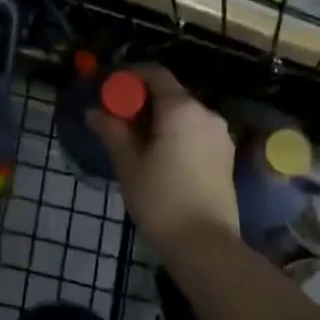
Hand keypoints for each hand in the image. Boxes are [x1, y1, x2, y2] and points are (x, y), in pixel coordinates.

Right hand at [88, 63, 238, 255]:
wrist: (204, 245)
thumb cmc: (160, 198)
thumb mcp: (128, 163)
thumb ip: (112, 131)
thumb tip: (94, 113)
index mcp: (181, 108)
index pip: (154, 74)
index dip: (129, 77)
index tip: (109, 91)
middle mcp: (206, 113)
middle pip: (170, 94)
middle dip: (142, 101)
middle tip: (117, 120)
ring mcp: (220, 136)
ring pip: (183, 115)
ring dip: (159, 120)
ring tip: (136, 142)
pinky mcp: (226, 157)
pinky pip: (195, 133)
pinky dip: (176, 135)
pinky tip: (159, 157)